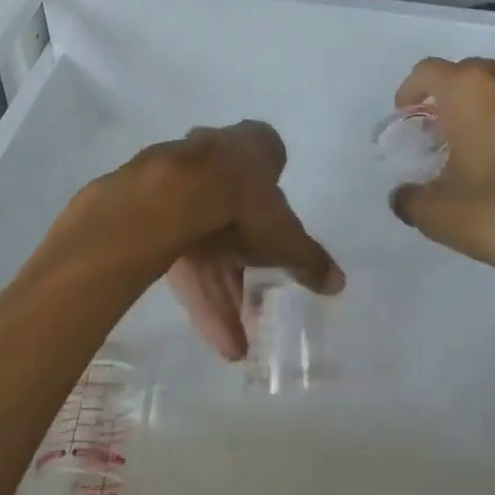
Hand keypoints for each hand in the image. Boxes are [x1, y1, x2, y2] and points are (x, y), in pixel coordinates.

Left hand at [109, 121, 343, 360]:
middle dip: (247, 268)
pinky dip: (200, 295)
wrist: (176, 196)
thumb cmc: (245, 203)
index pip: (270, 166)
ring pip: (208, 245)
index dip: (275, 203)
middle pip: (237, 216)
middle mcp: (218, 156)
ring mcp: (183, 184)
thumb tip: (338, 283)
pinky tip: (215, 337)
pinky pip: (184, 258)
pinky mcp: (156, 214)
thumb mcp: (287, 237)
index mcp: (255, 147)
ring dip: (224, 295)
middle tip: (258, 308)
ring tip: (237, 347)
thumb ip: (310, 260)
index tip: (279, 235)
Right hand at [388, 57, 494, 282]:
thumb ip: (411, 200)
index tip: (408, 113)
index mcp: (471, 90)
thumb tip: (404, 196)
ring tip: (492, 146)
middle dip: (455, 97)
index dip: (412, 90)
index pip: (428, 71)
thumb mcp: (441, 217)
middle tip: (447, 131)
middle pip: (473, 73)